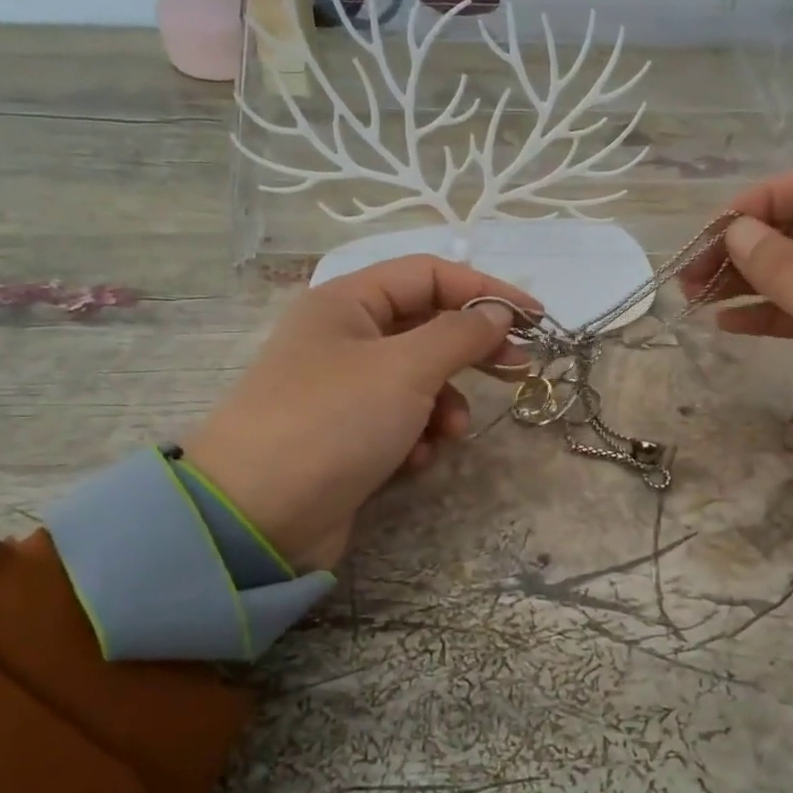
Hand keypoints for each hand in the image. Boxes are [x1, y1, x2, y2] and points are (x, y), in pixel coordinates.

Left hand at [182, 256, 535, 570]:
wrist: (257, 517)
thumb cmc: (334, 422)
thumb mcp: (406, 369)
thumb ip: (460, 334)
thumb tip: (498, 314)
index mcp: (348, 302)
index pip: (430, 275)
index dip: (485, 290)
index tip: (535, 319)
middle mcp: (344, 337)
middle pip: (427, 327)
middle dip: (472, 351)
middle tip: (517, 371)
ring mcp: (344, 389)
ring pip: (419, 380)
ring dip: (444, 405)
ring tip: (448, 433)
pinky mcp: (348, 435)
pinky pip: (401, 421)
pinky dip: (417, 437)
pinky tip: (414, 461)